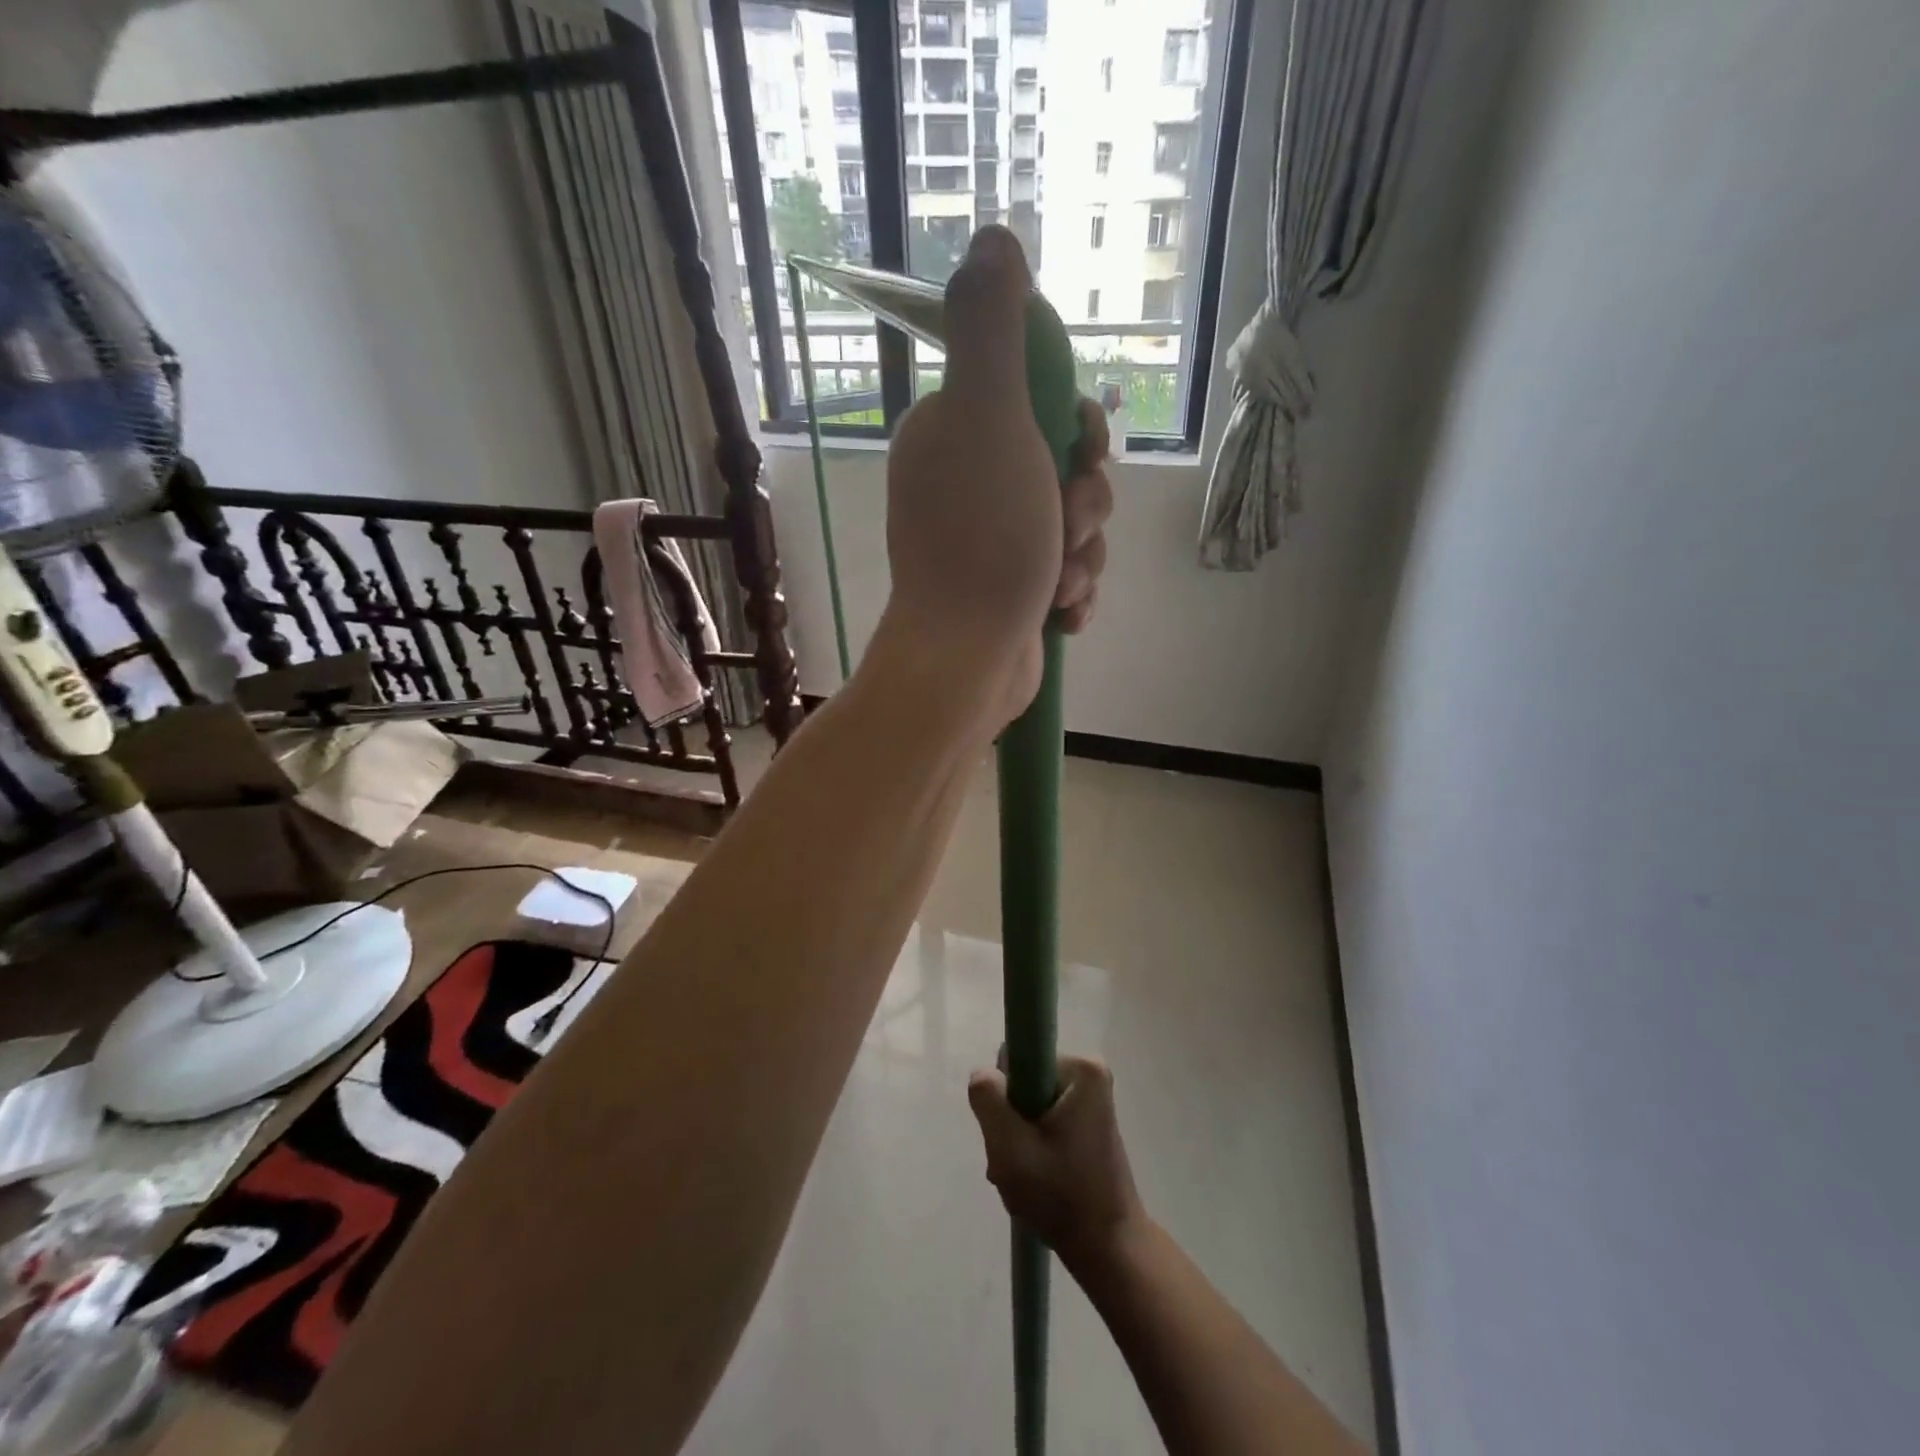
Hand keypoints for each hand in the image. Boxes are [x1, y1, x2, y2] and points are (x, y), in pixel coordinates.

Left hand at [882, 226, 1113, 730]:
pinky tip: (1060, 614)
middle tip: (1068, 525)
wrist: (968, 659)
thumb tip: (992, 237)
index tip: (1080, 450)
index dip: (1075, 424)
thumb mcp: (988, 417)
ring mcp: (989, 540)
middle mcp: (967, 483)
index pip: (1036, 400)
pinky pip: (1066, 572)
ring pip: (1072, 524)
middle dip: (1085, 499)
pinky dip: (1072, 591)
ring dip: (1083, 553)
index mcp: (954, 435)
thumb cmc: (983, 539)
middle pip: (1063, 465)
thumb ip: (990, 329)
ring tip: (1060, 583)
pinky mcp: (1009, 590)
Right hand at [967, 1055, 1144, 1270]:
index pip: (1017, 1059)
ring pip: (1031, 1106)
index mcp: (1082, 1069)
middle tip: (1014, 1162)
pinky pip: (1046, 1120)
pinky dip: (1033, 1147)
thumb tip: (983, 1074)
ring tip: (1023, 1177)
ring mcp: (1091, 1100)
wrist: (1109, 1250)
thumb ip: (988, 1101)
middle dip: (1011, 1123)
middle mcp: (1090, 1075)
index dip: (1005, 1095)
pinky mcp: (1089, 1123)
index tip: (1010, 1133)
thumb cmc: (1062, 1197)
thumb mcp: (1011, 1149)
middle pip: (1024, 1083)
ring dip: (1019, 1140)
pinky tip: (1033, 1179)